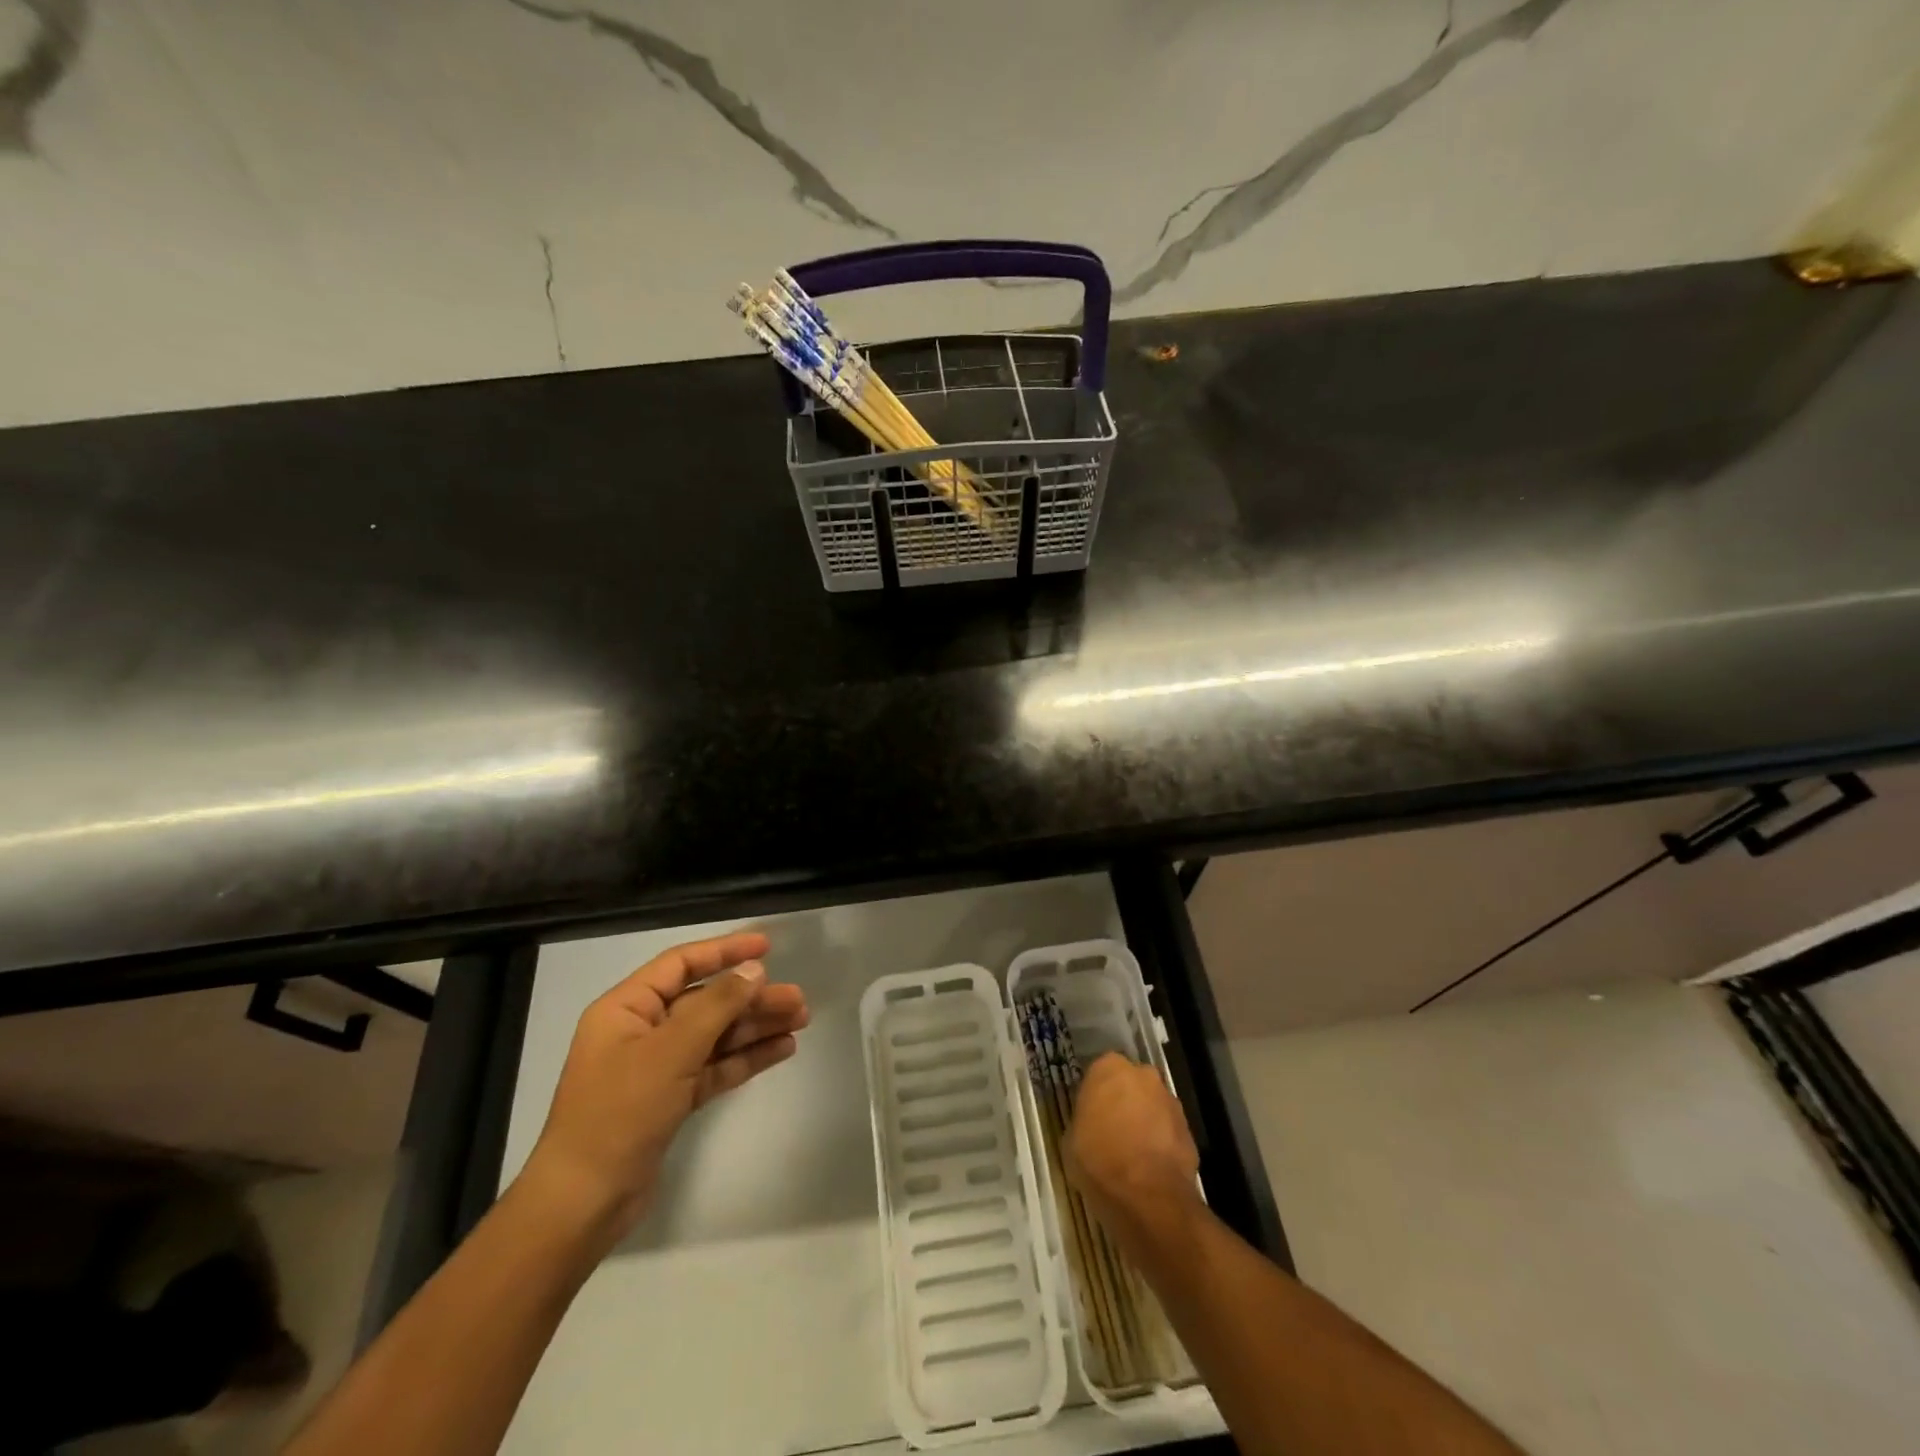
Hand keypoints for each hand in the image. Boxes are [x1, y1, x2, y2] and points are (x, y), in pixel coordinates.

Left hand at [520, 931, 808, 1247]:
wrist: (584, 1202)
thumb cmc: (620, 1112)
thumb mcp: (671, 1051)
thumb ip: (716, 1005)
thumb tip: (754, 970)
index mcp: (627, 1008)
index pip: (681, 964)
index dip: (724, 951)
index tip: (767, 947)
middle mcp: (642, 1030)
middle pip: (706, 1001)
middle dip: (751, 998)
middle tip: (798, 999)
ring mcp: (657, 1067)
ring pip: (716, 1035)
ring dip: (756, 1026)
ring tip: (801, 1021)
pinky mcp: (671, 1099)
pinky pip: (715, 1066)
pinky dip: (746, 1057)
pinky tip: (782, 1049)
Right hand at [1064, 1052, 1201, 1247]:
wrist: (1148, 1197)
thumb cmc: (1098, 1160)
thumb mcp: (1071, 1139)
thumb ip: (1083, 1120)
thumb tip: (1091, 1126)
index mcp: (1109, 1068)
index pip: (1099, 1073)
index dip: (1094, 1096)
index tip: (1090, 1116)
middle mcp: (1143, 1075)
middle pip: (1130, 1085)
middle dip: (1123, 1102)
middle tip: (1111, 1131)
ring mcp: (1170, 1101)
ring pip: (1152, 1106)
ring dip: (1144, 1122)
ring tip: (1132, 1154)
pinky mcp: (1189, 1130)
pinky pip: (1168, 1131)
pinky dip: (1160, 1143)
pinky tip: (1149, 1168)